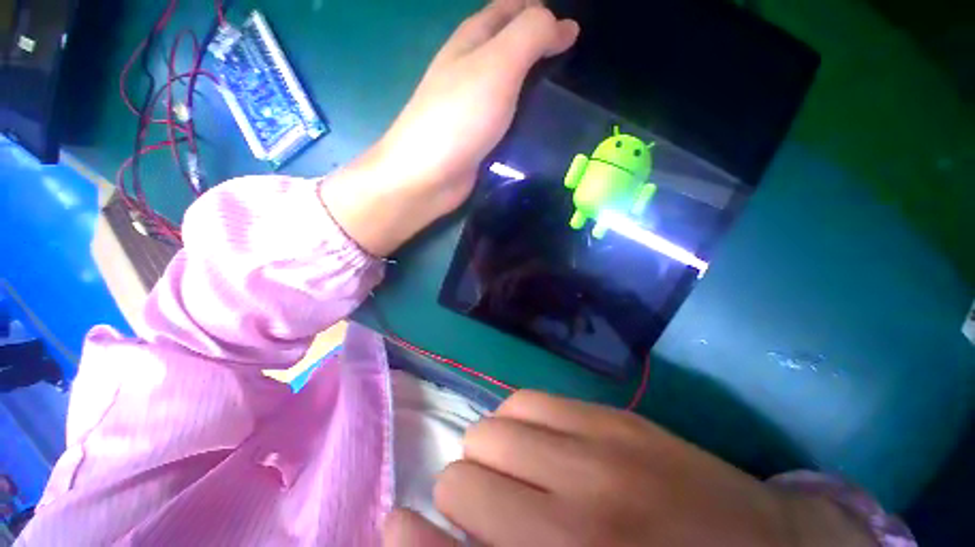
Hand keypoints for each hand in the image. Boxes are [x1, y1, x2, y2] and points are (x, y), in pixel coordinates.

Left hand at [320, 0, 578, 255]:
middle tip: (573, 65)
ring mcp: (474, 109)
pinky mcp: (479, 140)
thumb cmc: (459, 117)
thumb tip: (564, 25)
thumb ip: (530, 37)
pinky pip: (508, 122)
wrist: (427, 177)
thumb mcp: (497, 65)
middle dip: (541, 50)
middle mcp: (470, 72)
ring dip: (535, 89)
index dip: (539, 11)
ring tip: (566, 97)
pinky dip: (526, 120)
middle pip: (510, 50)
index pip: (509, 9)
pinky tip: (544, 128)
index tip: (572, 30)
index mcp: (471, 42)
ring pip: (511, 89)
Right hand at [384, 391, 874, 546]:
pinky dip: (516, 424)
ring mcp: (597, 455)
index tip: (397, 527)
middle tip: (494, 512)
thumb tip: (443, 537)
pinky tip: (539, 442)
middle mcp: (572, 519)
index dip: (409, 541)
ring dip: (490, 455)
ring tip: (517, 474)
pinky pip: (526, 403)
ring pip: (490, 429)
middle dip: (465, 497)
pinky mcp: (613, 419)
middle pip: (462, 478)